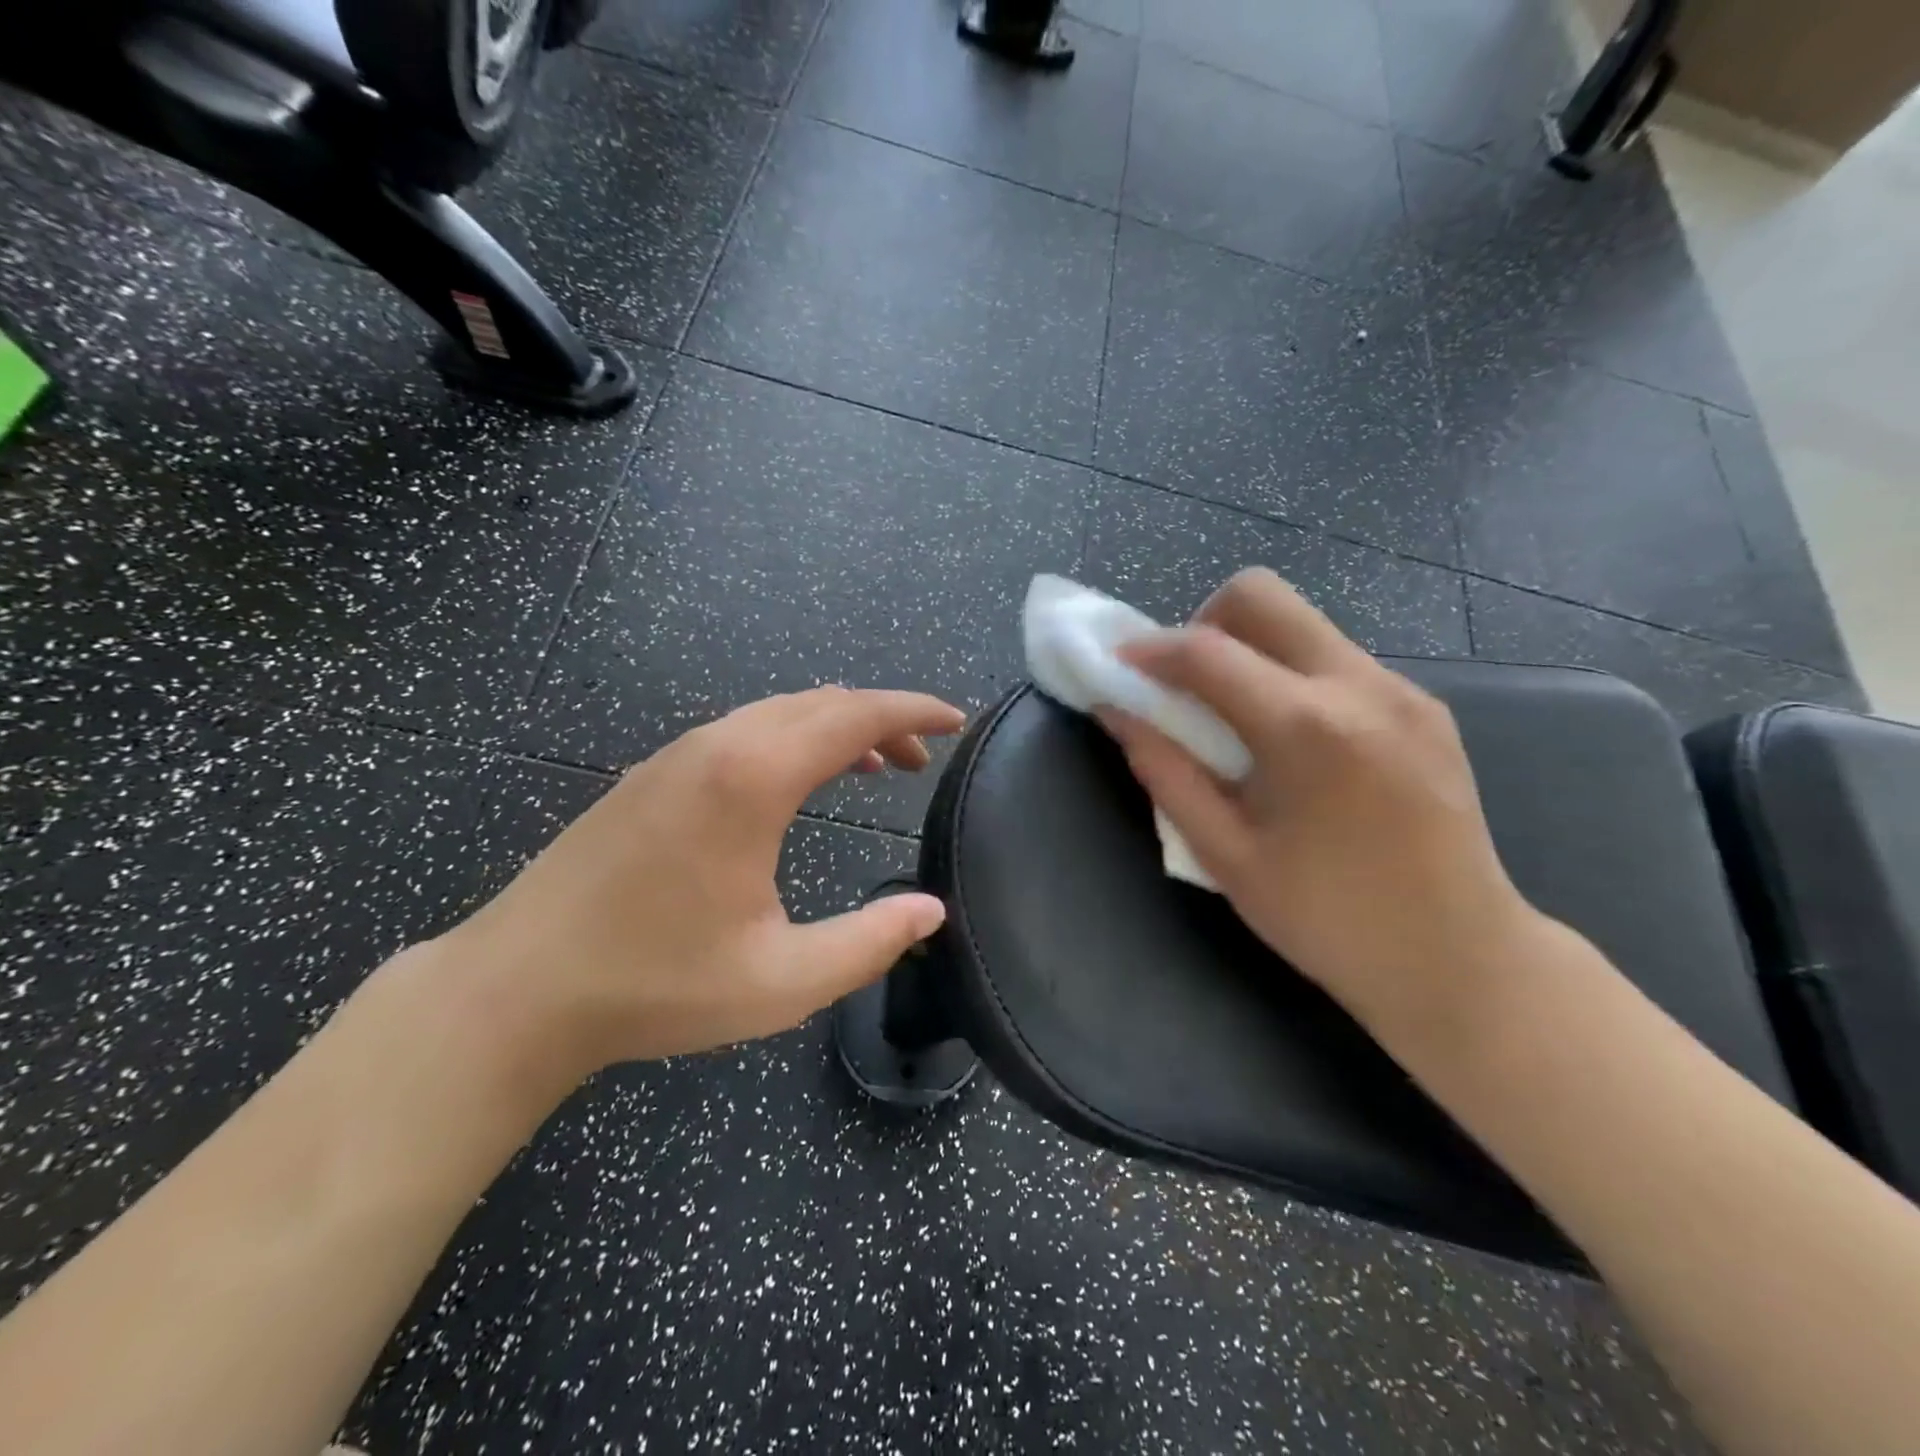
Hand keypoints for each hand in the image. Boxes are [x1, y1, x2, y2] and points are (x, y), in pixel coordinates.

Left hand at [439, 687, 966, 1077]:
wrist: (517, 989)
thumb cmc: (656, 984)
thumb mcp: (782, 980)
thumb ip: (869, 942)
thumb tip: (930, 912)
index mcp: (754, 779)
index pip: (854, 716)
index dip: (913, 711)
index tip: (956, 721)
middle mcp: (717, 746)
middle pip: (820, 703)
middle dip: (881, 719)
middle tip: (920, 758)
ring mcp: (676, 755)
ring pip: (778, 712)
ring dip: (834, 728)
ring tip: (874, 766)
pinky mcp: (651, 775)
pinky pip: (742, 730)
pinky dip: (791, 738)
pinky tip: (796, 781)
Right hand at [1102, 569, 1539, 1035]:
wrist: (1463, 959)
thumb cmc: (1330, 920)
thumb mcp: (1226, 855)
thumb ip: (1165, 772)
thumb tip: (1116, 712)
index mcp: (1307, 729)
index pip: (1206, 651)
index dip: (1148, 651)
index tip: (1116, 666)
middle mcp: (1361, 685)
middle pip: (1261, 595)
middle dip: (1203, 623)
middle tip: (1183, 685)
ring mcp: (1402, 689)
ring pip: (1301, 622)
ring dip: (1248, 650)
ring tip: (1234, 719)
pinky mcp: (1424, 705)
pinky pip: (1335, 658)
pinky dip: (1290, 675)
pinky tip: (1290, 742)